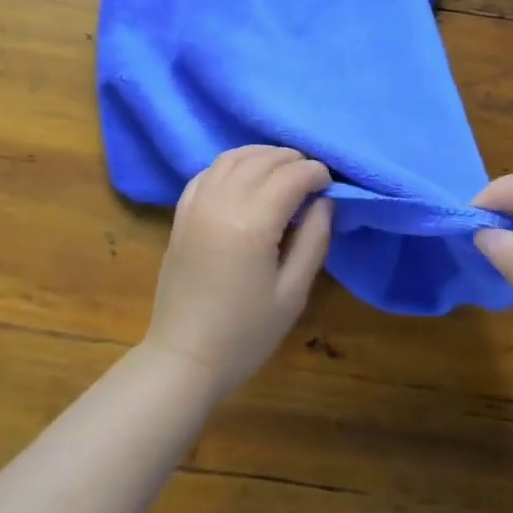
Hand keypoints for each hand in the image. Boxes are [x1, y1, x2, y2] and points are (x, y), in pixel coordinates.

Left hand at [143, 145, 334, 401]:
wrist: (184, 357)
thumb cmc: (246, 333)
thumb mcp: (293, 293)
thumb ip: (314, 240)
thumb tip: (324, 201)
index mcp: (252, 223)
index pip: (291, 176)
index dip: (316, 173)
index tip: (330, 184)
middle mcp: (222, 202)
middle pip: (263, 161)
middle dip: (293, 161)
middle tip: (312, 177)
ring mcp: (197, 205)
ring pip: (233, 157)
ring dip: (262, 156)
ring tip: (283, 170)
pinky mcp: (181, 214)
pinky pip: (207, 172)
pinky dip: (232, 164)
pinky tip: (245, 176)